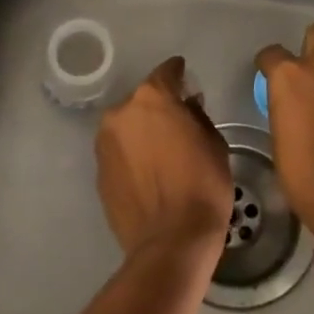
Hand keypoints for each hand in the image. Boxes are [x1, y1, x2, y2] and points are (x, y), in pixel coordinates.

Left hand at [95, 56, 232, 258]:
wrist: (170, 242)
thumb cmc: (202, 186)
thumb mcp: (214, 143)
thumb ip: (196, 115)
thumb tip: (186, 106)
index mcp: (151, 98)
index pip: (167, 72)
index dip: (179, 74)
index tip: (186, 80)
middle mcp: (121, 112)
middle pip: (143, 100)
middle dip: (159, 107)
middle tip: (178, 123)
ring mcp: (105, 142)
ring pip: (127, 126)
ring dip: (142, 131)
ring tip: (161, 152)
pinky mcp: (99, 171)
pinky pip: (119, 152)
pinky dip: (131, 155)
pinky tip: (148, 173)